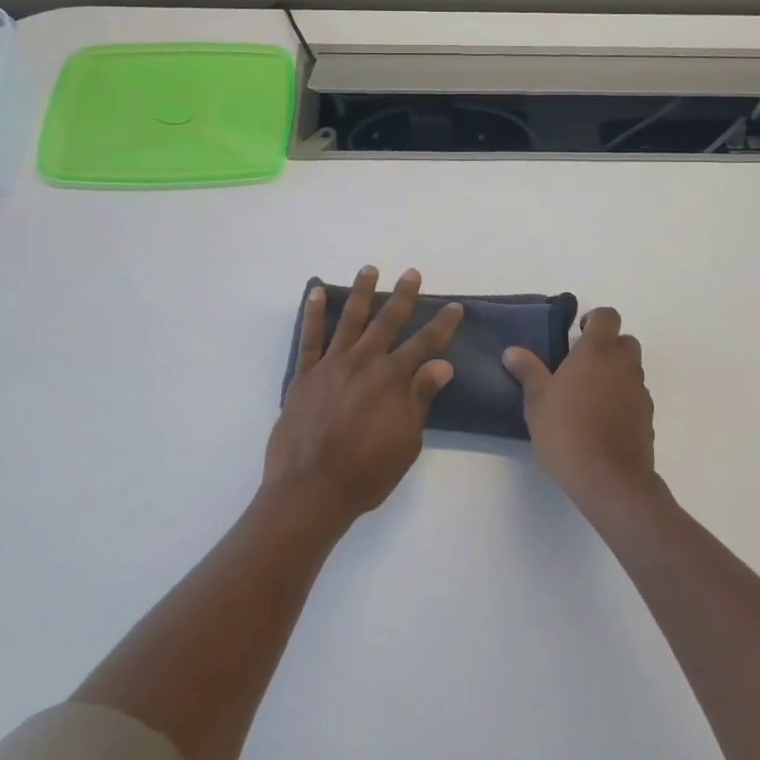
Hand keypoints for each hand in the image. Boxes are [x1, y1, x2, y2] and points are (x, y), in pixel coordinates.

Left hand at [266, 266, 463, 524]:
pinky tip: (316, 293)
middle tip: (412, 273)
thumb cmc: (366, 472)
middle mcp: (363, 362)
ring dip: (361, 292)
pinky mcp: (305, 374)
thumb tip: (442, 364)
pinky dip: (313, 313)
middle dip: (403, 296)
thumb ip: (420, 397)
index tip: (455, 307)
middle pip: (387, 321)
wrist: (310, 489)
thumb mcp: (407, 440)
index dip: (442, 325)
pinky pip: (309, 337)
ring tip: (369, 269)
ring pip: (349, 319)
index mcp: (392, 379)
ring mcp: (331, 365)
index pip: (425, 344)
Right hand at [503, 307, 655, 516]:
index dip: (594, 319)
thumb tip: (512, 351)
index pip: (607, 316)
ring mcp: (639, 392)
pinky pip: (636, 396)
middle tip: (581, 365)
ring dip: (615, 373)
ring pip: (632, 369)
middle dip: (607, 346)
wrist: (610, 480)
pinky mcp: (647, 418)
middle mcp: (623, 365)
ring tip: (589, 396)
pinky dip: (623, 399)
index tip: (576, 333)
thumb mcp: (537, 401)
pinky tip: (602, 420)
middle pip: (625, 341)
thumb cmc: (567, 432)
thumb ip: (528, 371)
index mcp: (597, 352)